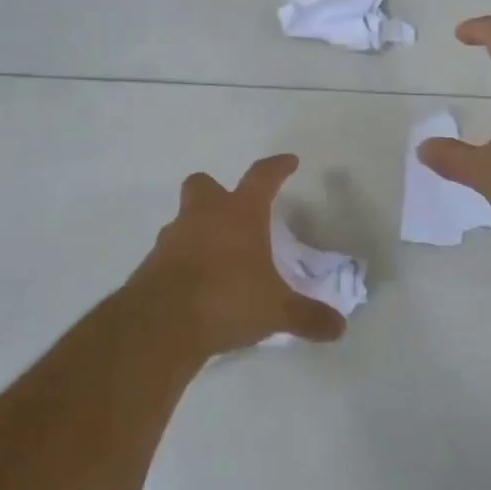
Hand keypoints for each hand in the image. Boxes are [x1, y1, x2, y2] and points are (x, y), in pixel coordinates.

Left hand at [130, 154, 347, 356]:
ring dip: (198, 229)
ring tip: (217, 256)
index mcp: (239, 215)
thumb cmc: (227, 299)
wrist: (161, 324)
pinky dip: (183, 261)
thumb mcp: (276, 311)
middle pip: (203, 185)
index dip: (277, 168)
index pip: (262, 178)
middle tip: (231, 209)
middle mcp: (203, 217)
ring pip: (183, 219)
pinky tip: (197, 285)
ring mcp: (172, 239)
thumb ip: (307, 316)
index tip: (289, 162)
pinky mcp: (151, 265)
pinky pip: (170, 253)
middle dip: (216, 190)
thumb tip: (339, 327)